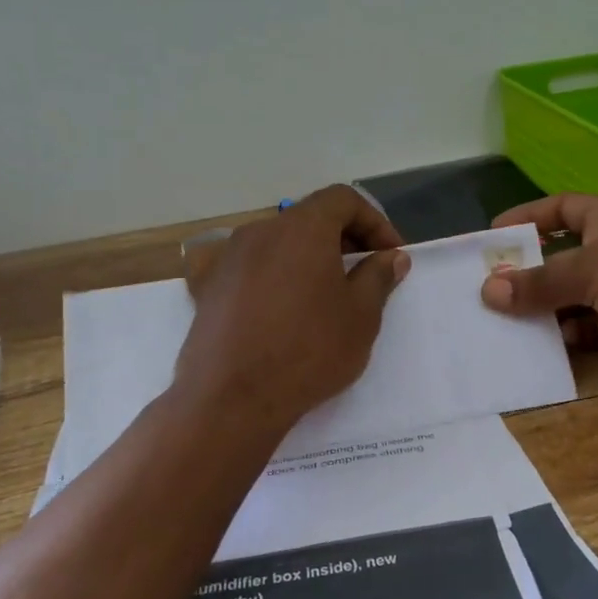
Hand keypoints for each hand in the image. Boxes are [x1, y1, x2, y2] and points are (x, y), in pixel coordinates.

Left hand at [176, 185, 410, 430]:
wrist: (231, 399)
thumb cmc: (308, 351)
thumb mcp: (360, 316)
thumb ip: (378, 276)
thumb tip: (390, 256)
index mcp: (302, 228)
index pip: (343, 199)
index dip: (374, 222)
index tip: (389, 255)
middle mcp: (260, 231)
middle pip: (308, 218)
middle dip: (342, 239)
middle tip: (364, 274)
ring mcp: (228, 258)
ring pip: (278, 243)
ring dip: (307, 259)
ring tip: (324, 296)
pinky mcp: (207, 287)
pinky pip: (250, 268)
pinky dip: (274, 277)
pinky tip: (281, 310)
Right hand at [479, 194, 597, 371]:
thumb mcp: (589, 271)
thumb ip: (538, 282)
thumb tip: (488, 290)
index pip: (560, 208)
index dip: (527, 218)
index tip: (493, 236)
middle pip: (560, 255)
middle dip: (527, 270)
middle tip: (487, 285)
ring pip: (570, 294)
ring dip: (541, 306)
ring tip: (502, 319)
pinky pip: (585, 325)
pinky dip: (563, 333)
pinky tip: (538, 343)